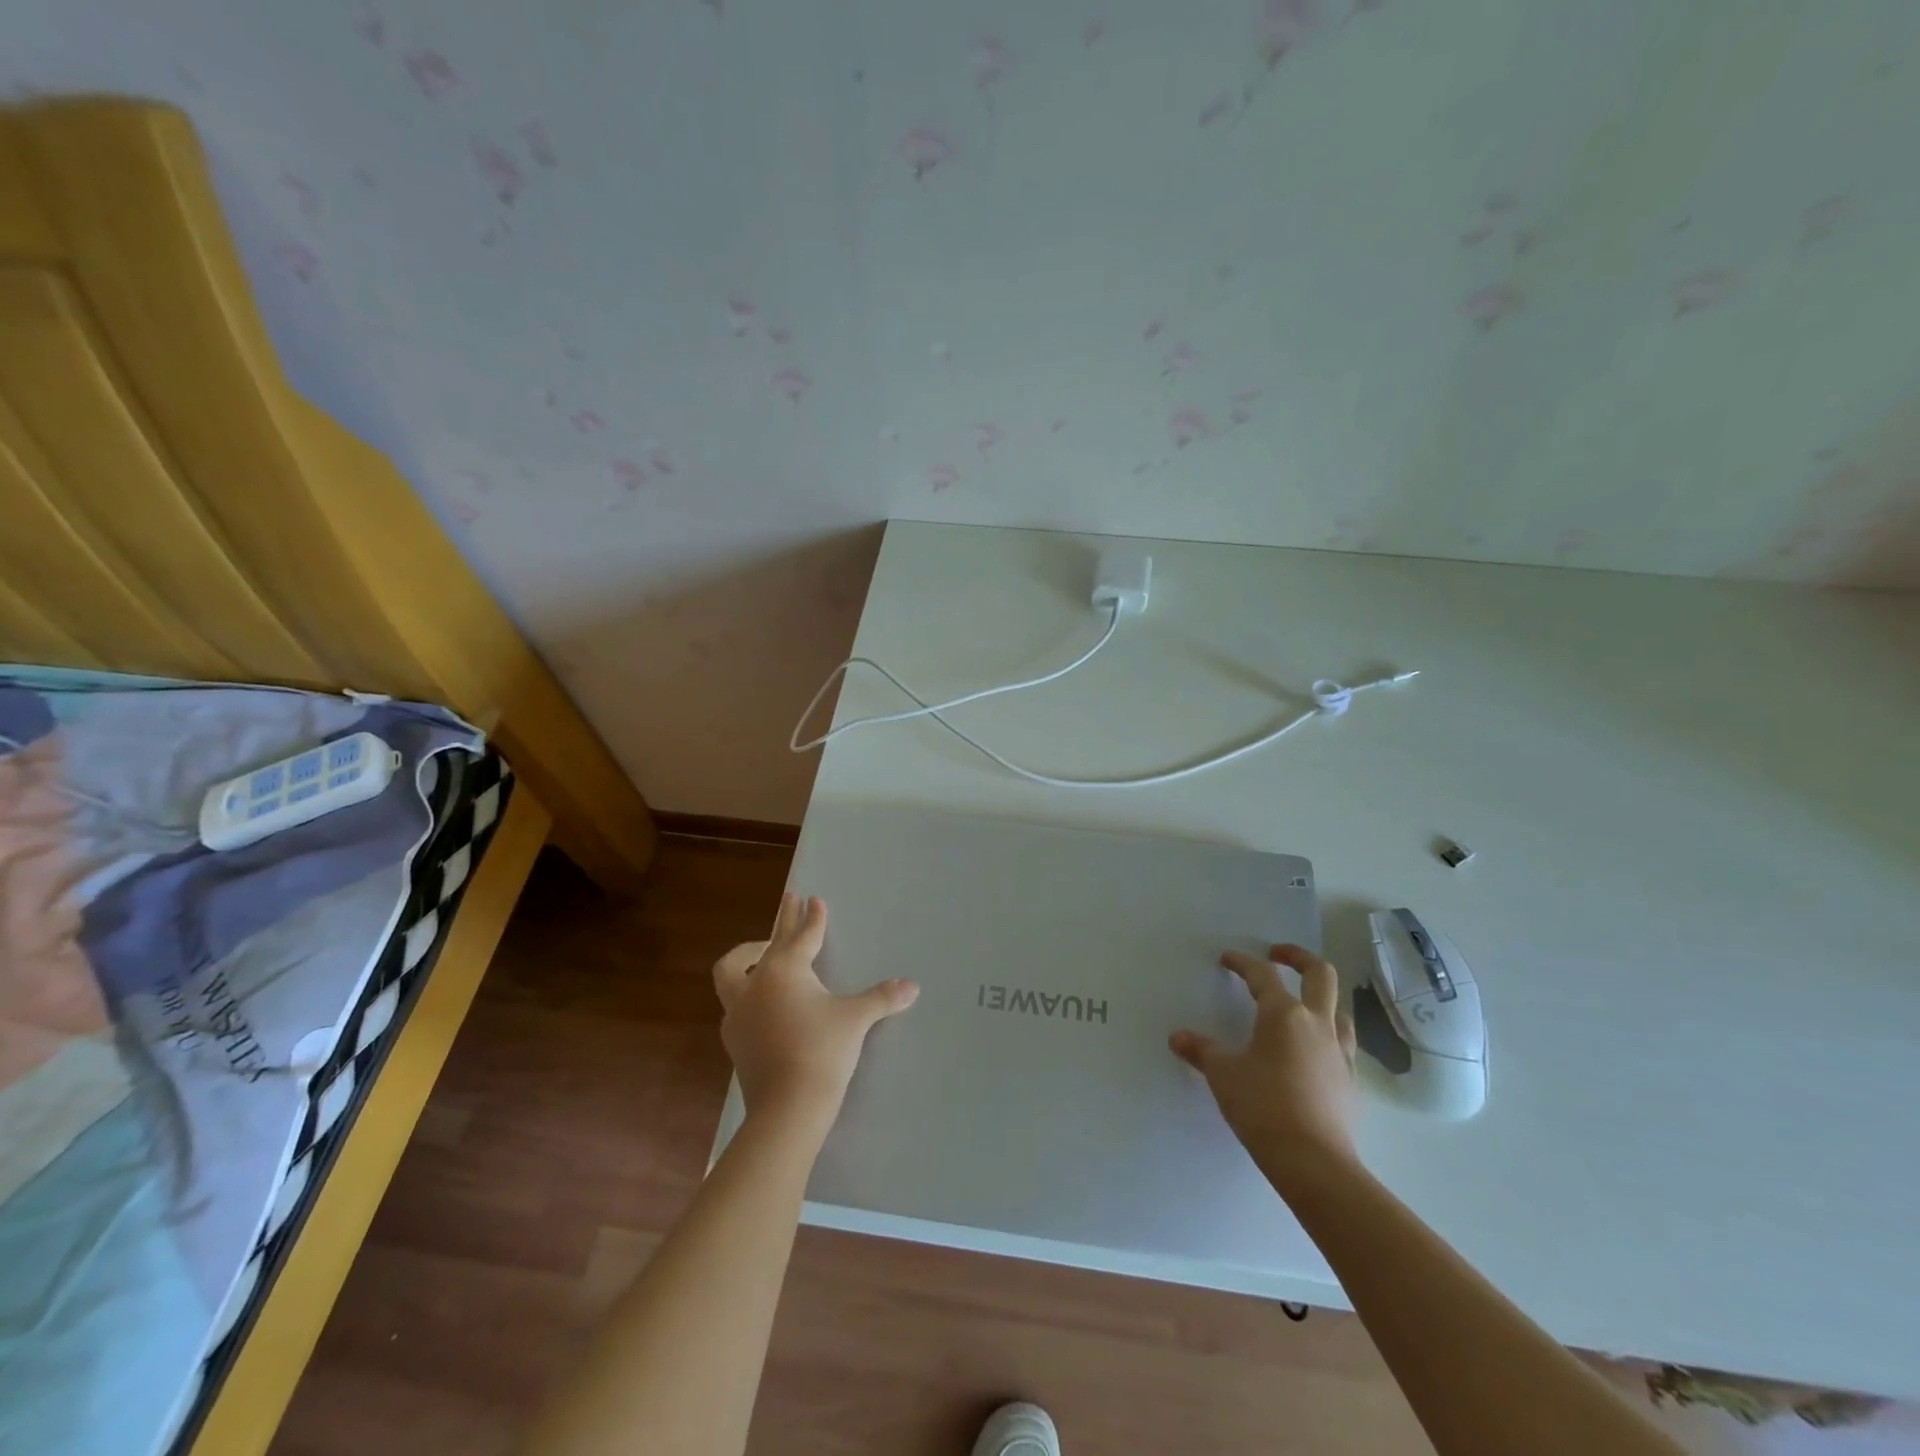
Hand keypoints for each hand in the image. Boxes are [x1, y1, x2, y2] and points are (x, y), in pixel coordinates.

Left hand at [713, 893, 918, 1136]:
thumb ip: (882, 998)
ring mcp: (739, 1013)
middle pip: (766, 944)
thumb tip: (913, 986)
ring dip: (748, 957)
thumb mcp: (856, 1020)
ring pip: (733, 973)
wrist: (787, 1108)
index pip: (802, 936)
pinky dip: (749, 992)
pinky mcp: (734, 1040)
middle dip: (781, 922)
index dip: (812, 918)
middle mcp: (756, 985)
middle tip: (789, 899)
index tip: (814, 899)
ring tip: (762, 952)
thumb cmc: (823, 1052)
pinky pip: (737, 1003)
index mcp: (785, 971)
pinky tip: (761, 1003)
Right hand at [1170, 943, 1360, 1194]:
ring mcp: (1340, 1053)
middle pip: (1320, 974)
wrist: (1313, 1162)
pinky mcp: (1352, 1082)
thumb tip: (1178, 1037)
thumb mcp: (1222, 1075)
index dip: (1243, 962)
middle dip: (1299, 958)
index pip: (1262, 974)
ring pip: (1339, 1009)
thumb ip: (1201, 1051)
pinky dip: (1328, 1036)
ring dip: (1320, 998)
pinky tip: (1314, 1052)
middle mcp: (1317, 1024)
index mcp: (1284, 1014)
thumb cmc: (1262, 1106)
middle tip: (1278, 955)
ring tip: (1301, 1005)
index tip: (1227, 959)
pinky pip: (1344, 1044)